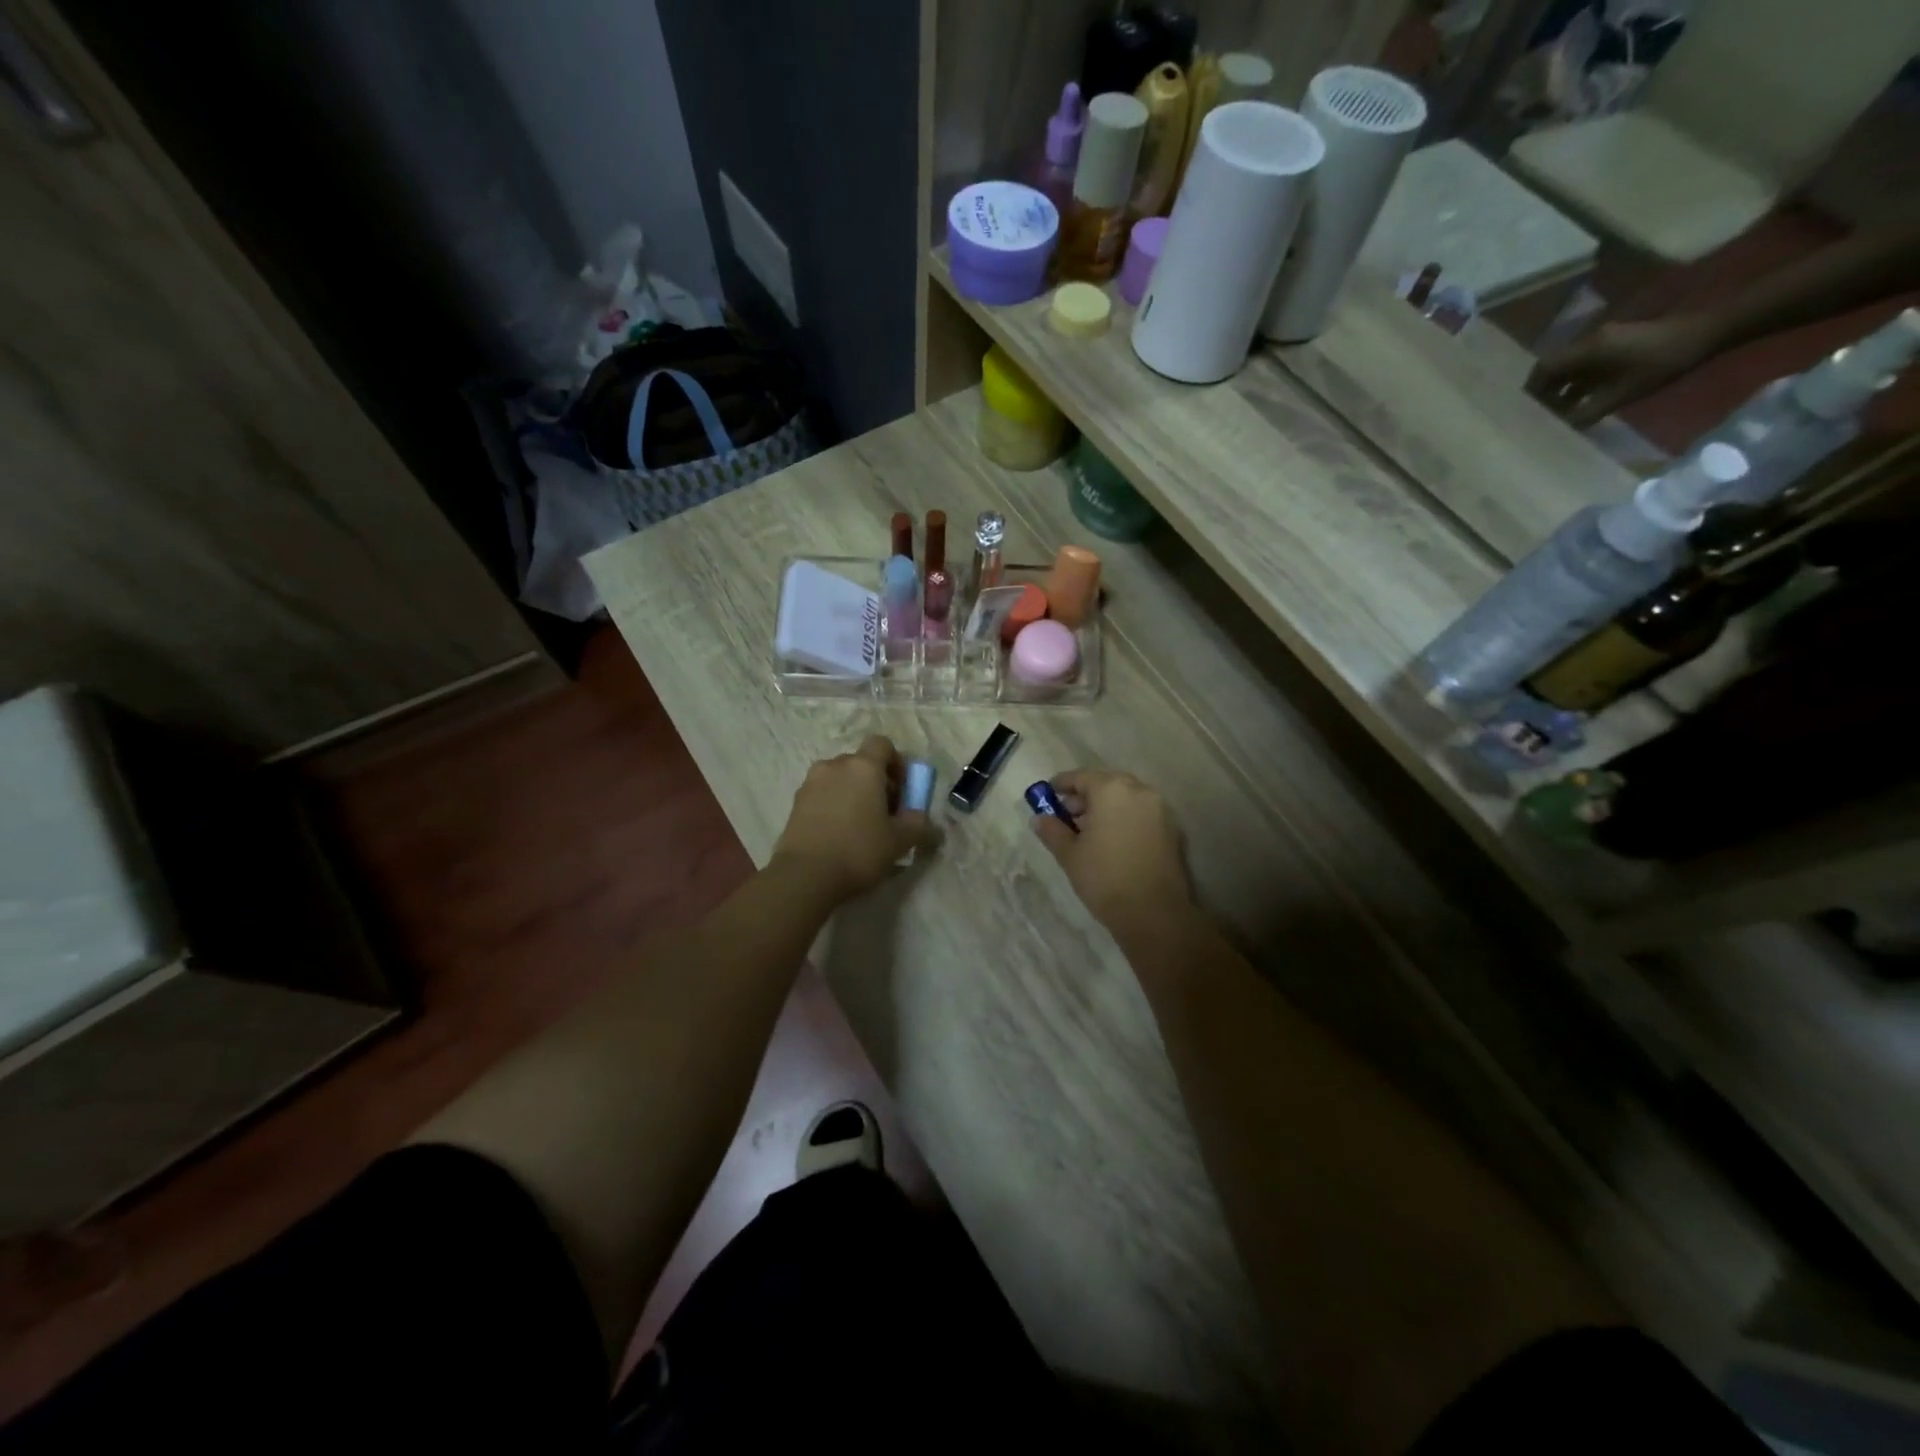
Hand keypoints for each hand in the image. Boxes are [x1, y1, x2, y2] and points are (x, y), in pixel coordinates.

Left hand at [772, 736, 930, 902]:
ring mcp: (811, 782)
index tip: (901, 789)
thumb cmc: (859, 850)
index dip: (896, 762)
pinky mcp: (795, 802)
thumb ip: (917, 823)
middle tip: (884, 811)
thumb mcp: (900, 841)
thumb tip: (920, 816)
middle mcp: (835, 766)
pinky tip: (838, 833)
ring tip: (858, 824)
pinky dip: (833, 804)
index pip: (882, 744)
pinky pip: (822, 794)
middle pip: (860, 762)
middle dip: (875, 781)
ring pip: (839, 778)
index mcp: (863, 767)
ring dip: (852, 792)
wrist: (805, 875)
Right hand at [1031, 769, 1191, 934]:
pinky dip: (1124, 817)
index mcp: (1111, 790)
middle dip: (1085, 795)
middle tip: (1066, 814)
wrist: (1154, 913)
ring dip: (1106, 806)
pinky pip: (1141, 812)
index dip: (1061, 784)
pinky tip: (1111, 839)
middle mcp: (1139, 790)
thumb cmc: (1104, 878)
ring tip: (1087, 830)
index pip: (1081, 777)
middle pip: (1106, 783)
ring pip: (1126, 797)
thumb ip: (1052, 830)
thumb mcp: (1069, 854)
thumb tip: (1039, 819)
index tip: (1048, 794)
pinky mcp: (1172, 828)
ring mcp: (1159, 808)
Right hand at [1527, 315, 1721, 427]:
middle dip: (1543, 391)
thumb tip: (1559, 429)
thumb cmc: (1661, 364)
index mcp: (1587, 351)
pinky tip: (1582, 399)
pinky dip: (1577, 382)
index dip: (1531, 390)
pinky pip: (1586, 364)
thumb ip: (1586, 412)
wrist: (1707, 333)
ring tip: (1559, 412)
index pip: (1544, 369)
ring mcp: (1604, 341)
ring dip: (1561, 388)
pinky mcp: (1616, 343)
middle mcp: (1589, 342)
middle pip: (1554, 367)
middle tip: (1540, 415)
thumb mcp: (1622, 394)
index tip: (1526, 411)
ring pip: (1569, 367)